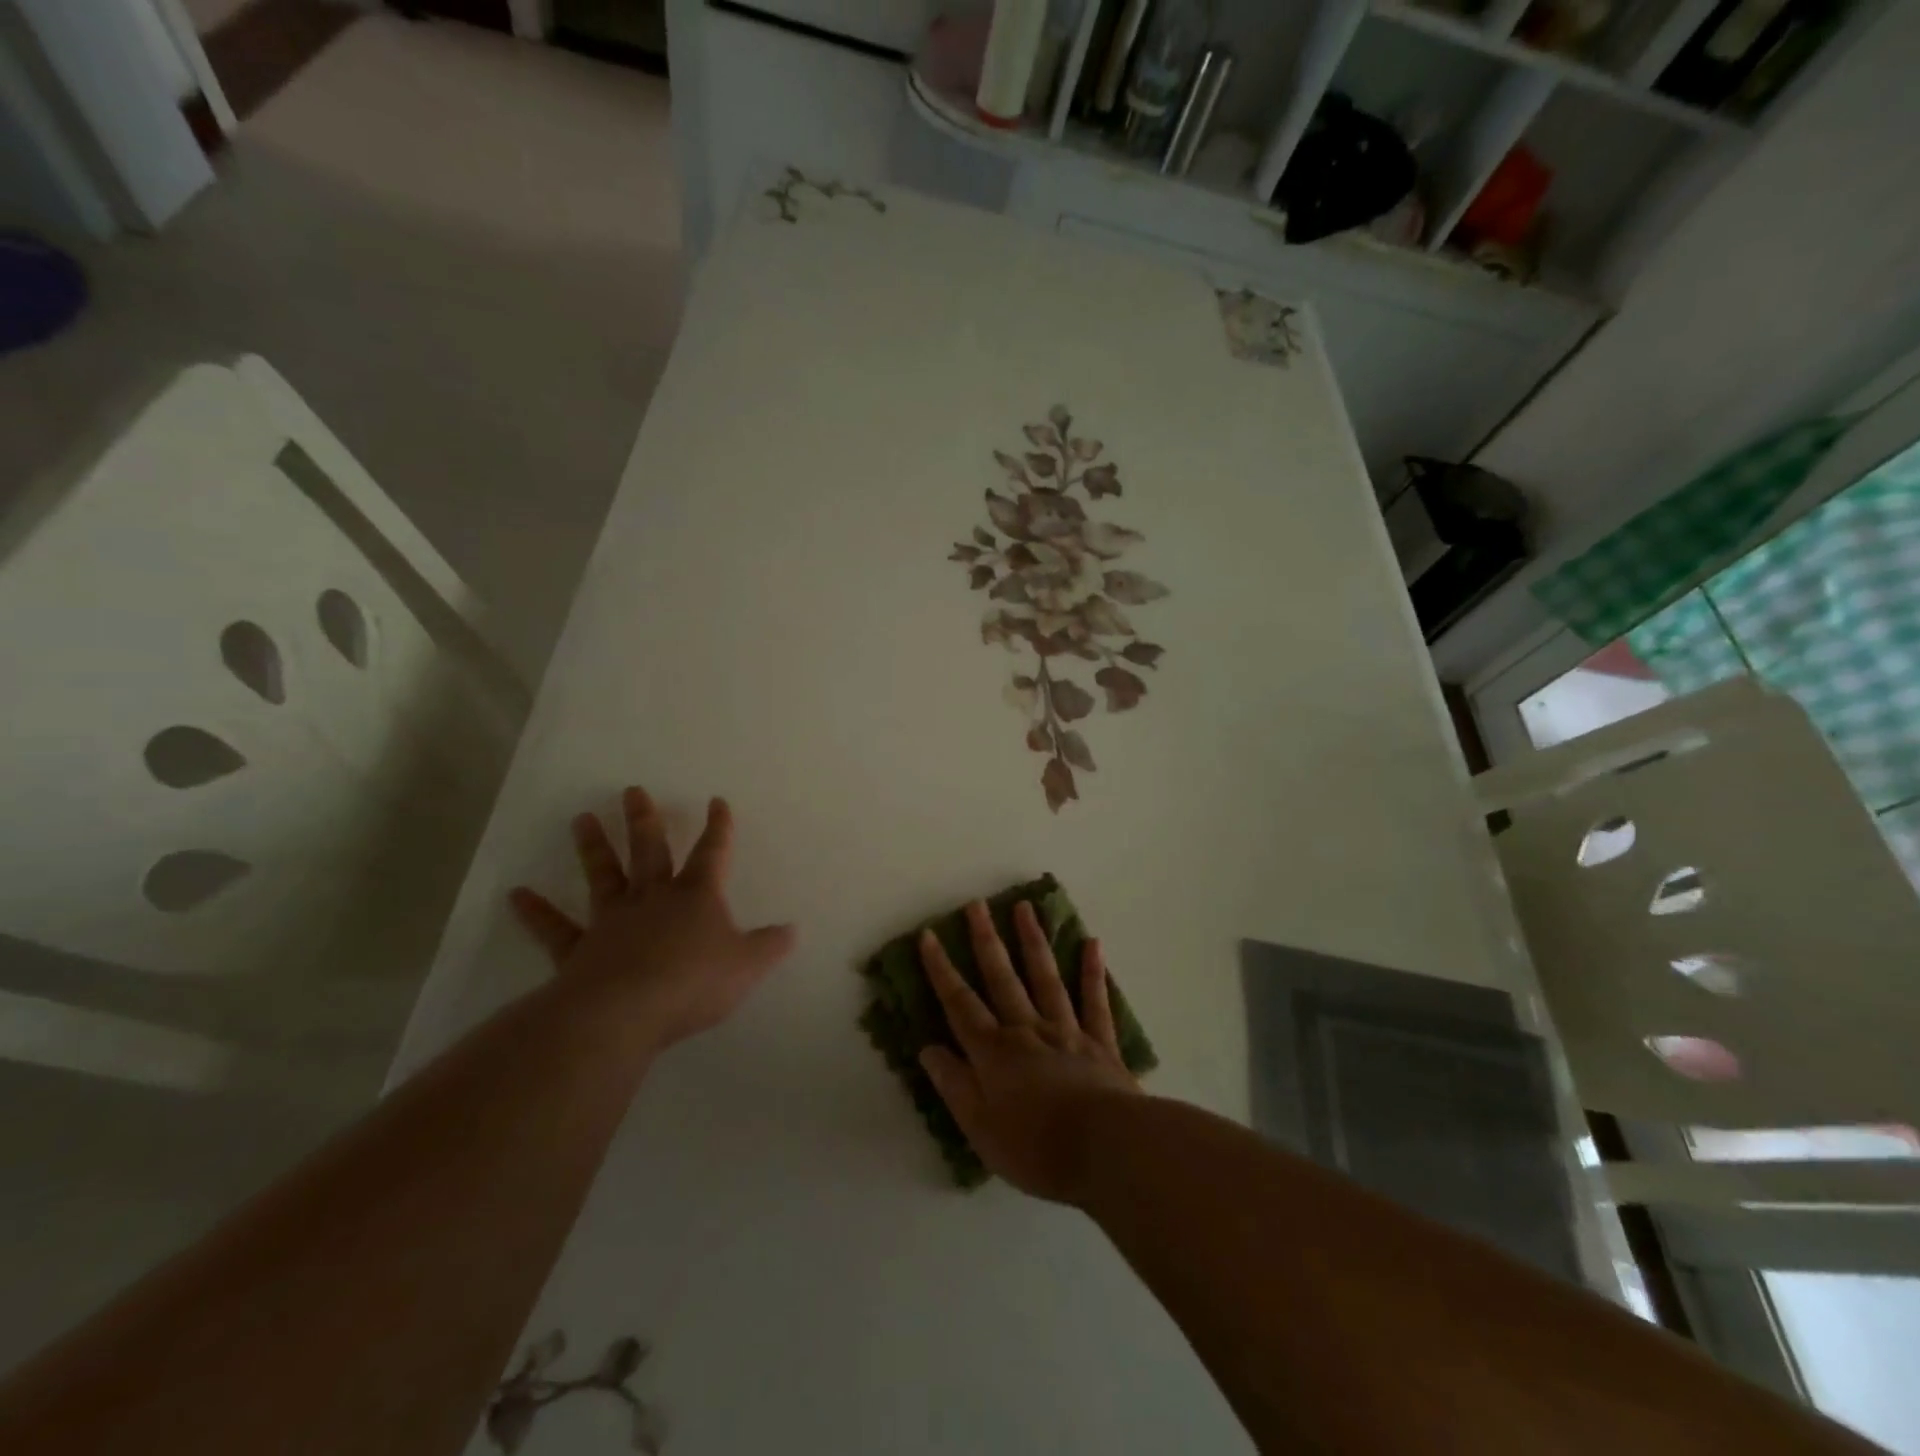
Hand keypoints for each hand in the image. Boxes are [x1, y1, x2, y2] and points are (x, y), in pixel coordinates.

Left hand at [509, 788, 795, 1054]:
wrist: (626, 1012)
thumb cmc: (694, 982)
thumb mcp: (747, 965)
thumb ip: (770, 946)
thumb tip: (792, 930)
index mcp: (696, 896)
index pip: (712, 853)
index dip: (718, 827)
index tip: (716, 801)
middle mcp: (653, 898)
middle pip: (650, 850)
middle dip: (645, 820)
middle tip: (632, 790)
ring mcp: (612, 921)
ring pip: (604, 875)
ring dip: (594, 847)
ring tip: (581, 818)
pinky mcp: (579, 950)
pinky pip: (556, 928)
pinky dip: (536, 912)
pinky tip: (516, 894)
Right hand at [918, 900, 1140, 1204]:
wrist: (1107, 1150)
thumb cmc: (1037, 1148)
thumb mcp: (980, 1129)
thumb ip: (954, 1085)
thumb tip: (928, 1049)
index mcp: (995, 1052)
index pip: (960, 1004)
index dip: (941, 970)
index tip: (928, 935)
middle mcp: (1027, 1030)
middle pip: (1002, 978)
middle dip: (986, 940)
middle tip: (977, 904)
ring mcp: (1067, 1031)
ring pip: (1045, 978)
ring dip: (1033, 941)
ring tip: (1025, 907)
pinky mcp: (1101, 1043)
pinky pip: (1095, 1001)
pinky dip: (1093, 972)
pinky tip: (1091, 943)